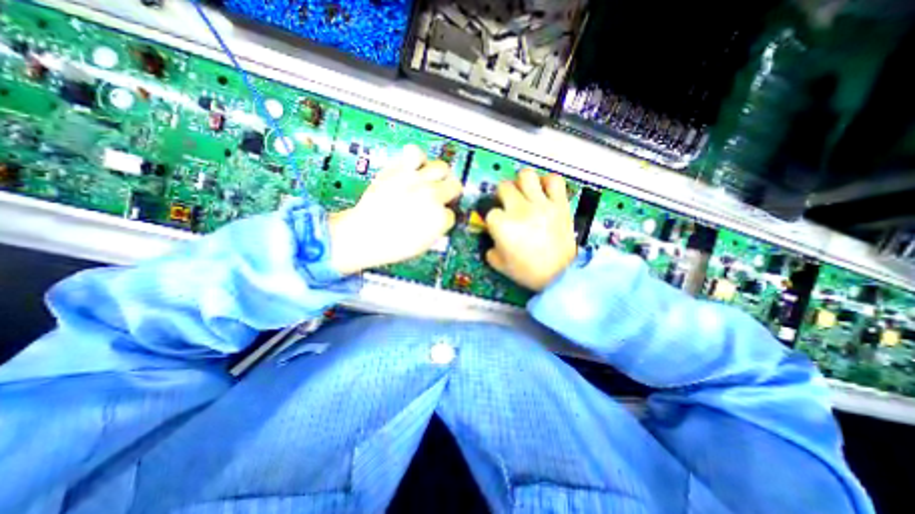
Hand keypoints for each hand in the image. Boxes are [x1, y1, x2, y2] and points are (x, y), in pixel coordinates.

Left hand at [324, 145, 460, 274]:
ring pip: (442, 168)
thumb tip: (442, 218)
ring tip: (432, 180)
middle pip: (454, 186)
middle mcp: (432, 196)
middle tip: (441, 197)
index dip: (443, 215)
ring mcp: (416, 181)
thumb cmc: (392, 245)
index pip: (451, 212)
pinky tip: (416, 166)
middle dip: (449, 193)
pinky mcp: (400, 170)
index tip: (437, 216)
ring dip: (440, 176)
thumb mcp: (423, 246)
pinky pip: (415, 152)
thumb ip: (437, 230)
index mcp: (439, 218)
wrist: (363, 235)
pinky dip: (417, 157)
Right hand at [482, 166, 572, 289]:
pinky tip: (544, 191)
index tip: (498, 225)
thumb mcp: (499, 265)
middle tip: (508, 204)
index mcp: (502, 225)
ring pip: (526, 175)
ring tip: (525, 192)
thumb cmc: (527, 272)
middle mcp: (519, 209)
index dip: (493, 219)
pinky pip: (554, 180)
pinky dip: (548, 182)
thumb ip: (490, 248)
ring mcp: (541, 204)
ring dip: (521, 182)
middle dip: (502, 196)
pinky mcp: (559, 204)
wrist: (559, 275)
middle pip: (504, 187)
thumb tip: (493, 238)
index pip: (490, 211)